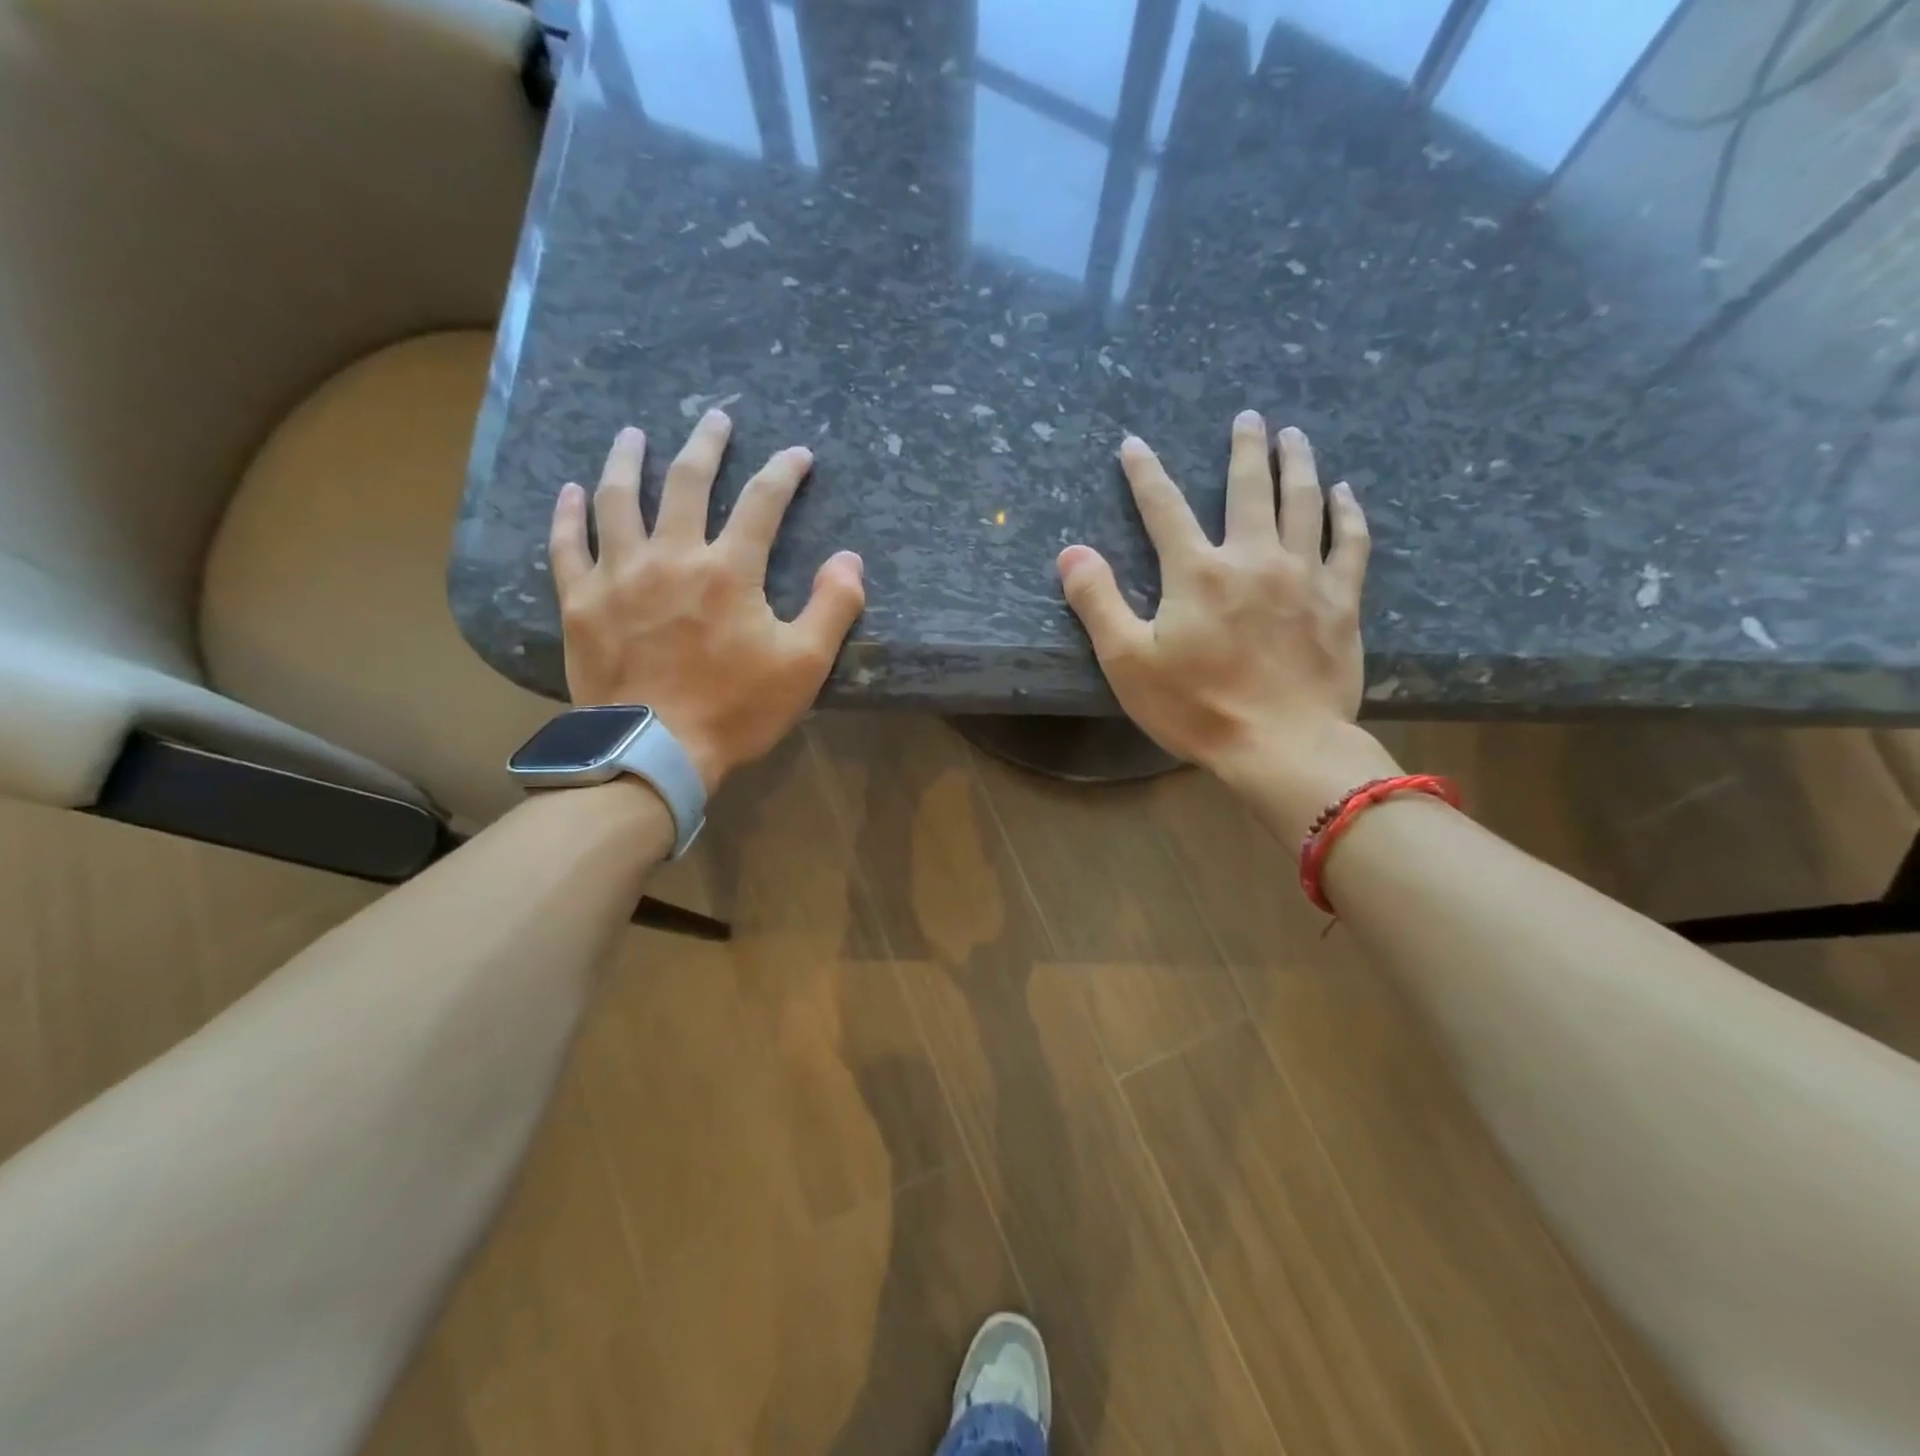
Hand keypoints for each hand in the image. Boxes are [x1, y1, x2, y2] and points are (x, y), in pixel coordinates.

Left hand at [547, 411, 864, 793]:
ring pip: (619, 500)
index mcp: (729, 570)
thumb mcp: (804, 665)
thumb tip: (849, 558)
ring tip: (633, 434)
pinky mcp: (582, 602)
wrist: (655, 751)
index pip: (763, 503)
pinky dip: (568, 516)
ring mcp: (619, 575)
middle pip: (688, 483)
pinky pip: (568, 546)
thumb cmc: (736, 709)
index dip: (784, 472)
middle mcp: (672, 556)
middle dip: (706, 445)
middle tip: (714, 418)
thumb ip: (833, 606)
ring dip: (628, 461)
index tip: (798, 455)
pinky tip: (570, 492)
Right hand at [1057, 412, 1396, 827]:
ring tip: (1294, 436)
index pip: (1164, 507)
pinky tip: (1345, 494)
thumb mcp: (1128, 662)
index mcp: (1197, 572)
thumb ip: (1097, 602)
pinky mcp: (1341, 601)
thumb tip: (1071, 552)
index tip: (1133, 445)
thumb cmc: (1197, 708)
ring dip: (1298, 464)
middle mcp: (1253, 558)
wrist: (1282, 746)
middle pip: (1249, 488)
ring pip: (1304, 502)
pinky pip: (1349, 543)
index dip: (1145, 473)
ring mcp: (1304, 576)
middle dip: (1245, 448)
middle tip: (1248, 418)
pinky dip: (1347, 513)